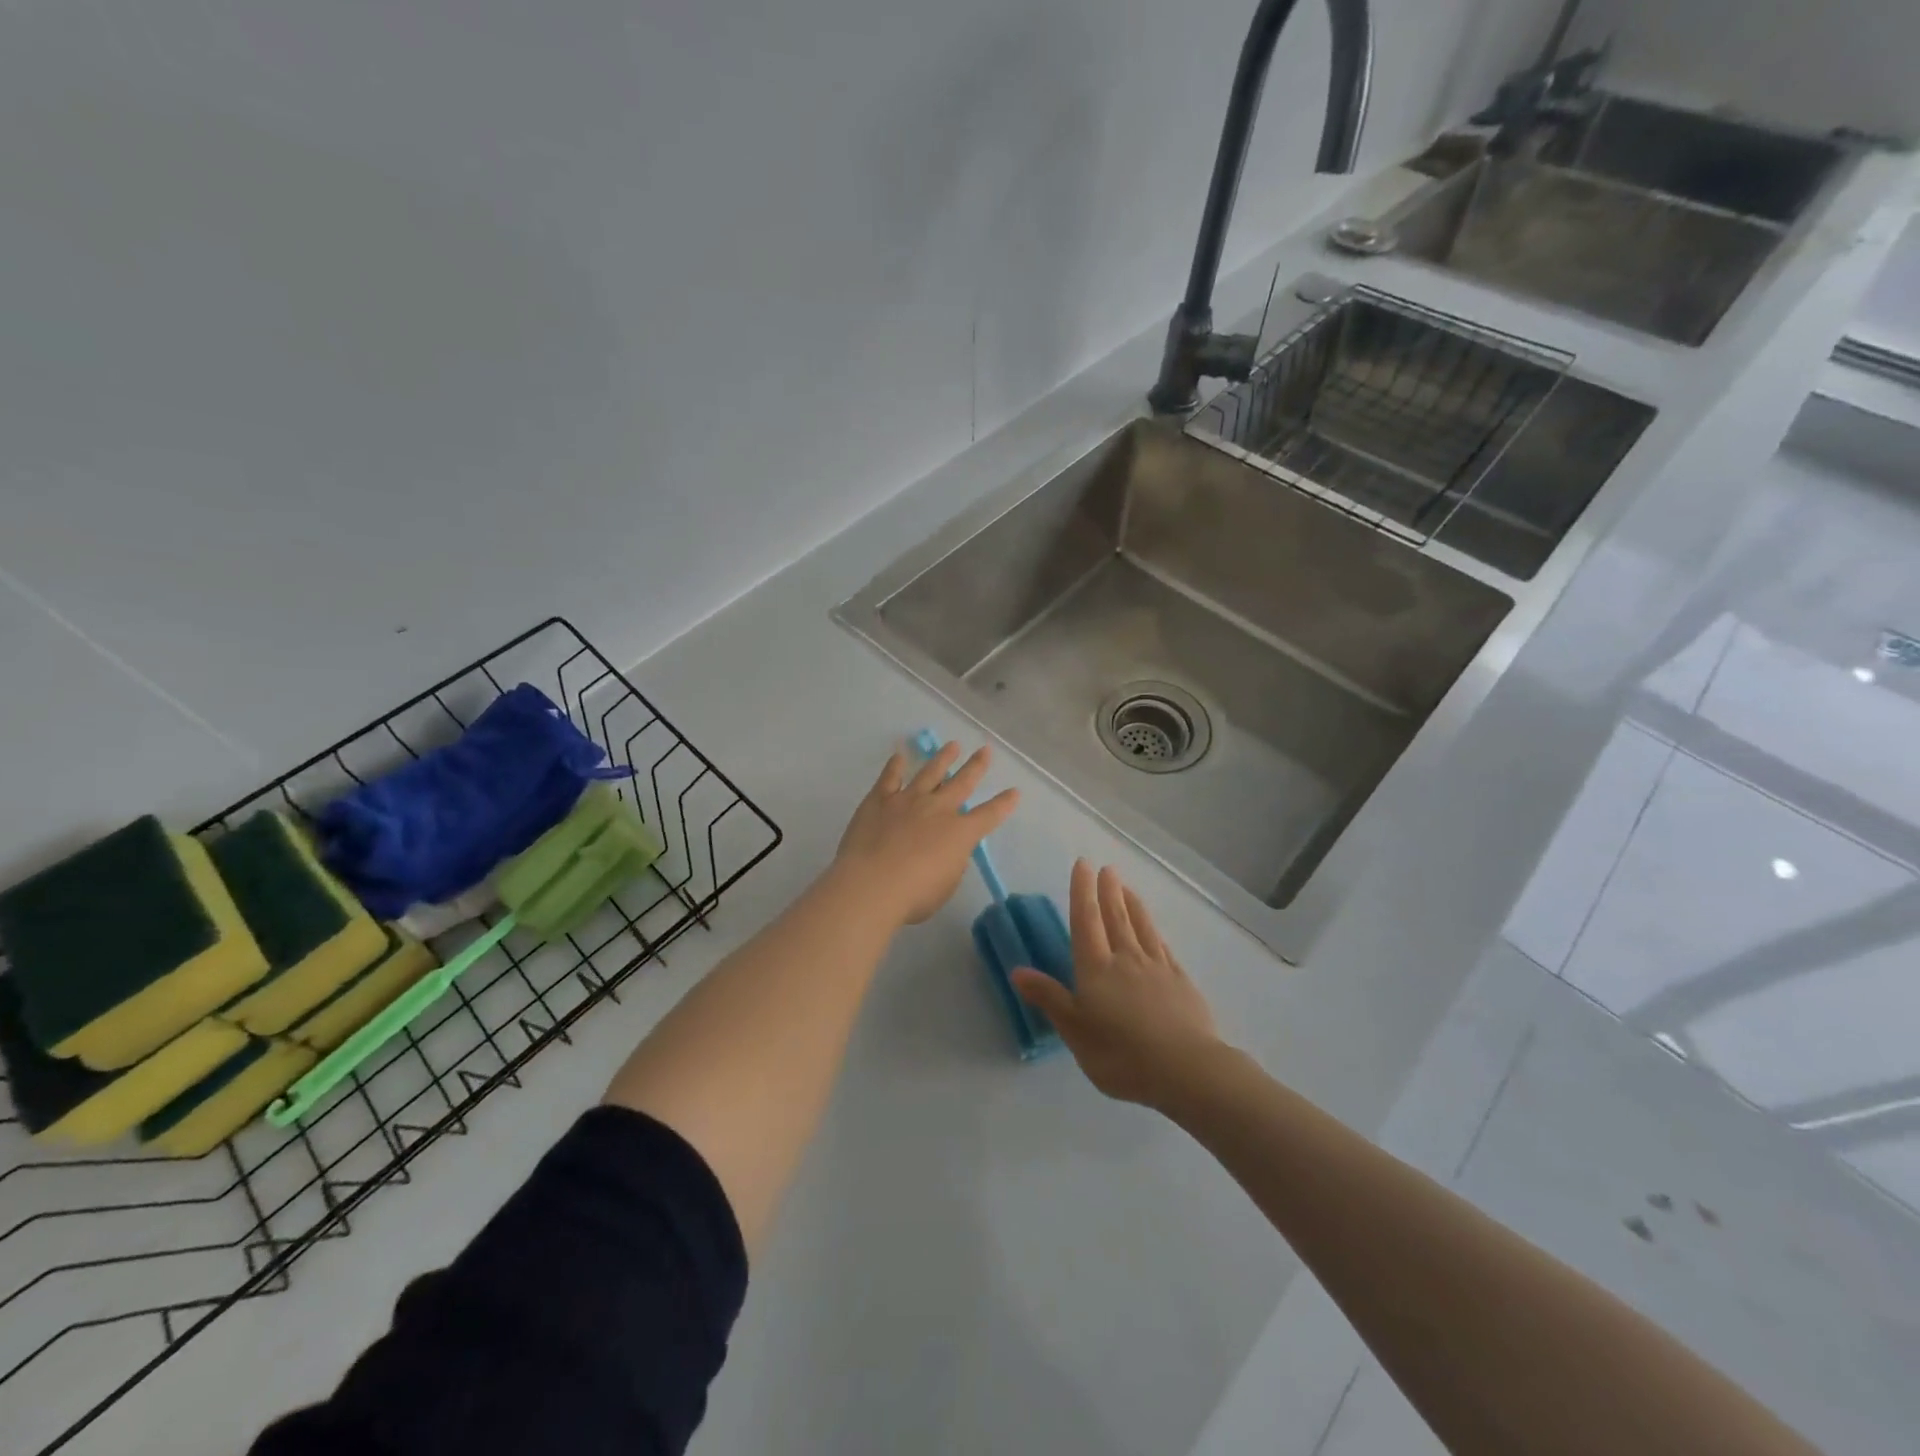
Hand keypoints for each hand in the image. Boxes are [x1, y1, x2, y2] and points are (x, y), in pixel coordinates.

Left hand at [834, 741, 1018, 925]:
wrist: (871, 884)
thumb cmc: (913, 895)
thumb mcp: (945, 886)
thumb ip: (950, 864)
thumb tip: (947, 851)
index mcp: (959, 833)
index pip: (989, 815)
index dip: (1003, 804)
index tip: (1014, 791)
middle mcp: (938, 809)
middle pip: (962, 782)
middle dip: (976, 766)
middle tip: (985, 750)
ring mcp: (907, 800)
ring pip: (930, 772)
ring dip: (942, 758)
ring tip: (952, 745)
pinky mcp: (879, 800)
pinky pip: (890, 777)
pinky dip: (895, 765)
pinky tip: (899, 755)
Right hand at [1011, 861, 1221, 1108]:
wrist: (1186, 1070)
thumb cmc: (1121, 1054)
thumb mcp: (1075, 1031)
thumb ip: (1049, 998)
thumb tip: (1017, 970)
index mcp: (1096, 969)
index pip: (1086, 921)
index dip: (1082, 892)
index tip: (1083, 865)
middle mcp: (1126, 959)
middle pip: (1115, 918)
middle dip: (1108, 891)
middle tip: (1106, 868)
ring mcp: (1157, 968)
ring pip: (1142, 927)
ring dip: (1132, 904)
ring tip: (1126, 887)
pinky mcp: (1181, 982)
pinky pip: (1163, 947)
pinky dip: (1154, 932)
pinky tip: (1154, 931)